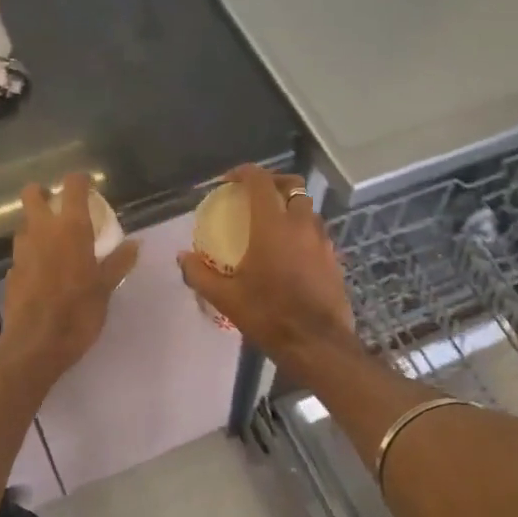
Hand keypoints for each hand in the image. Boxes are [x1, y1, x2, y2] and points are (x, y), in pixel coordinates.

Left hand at [0, 173, 138, 392]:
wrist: (35, 346)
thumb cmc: (78, 313)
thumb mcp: (106, 288)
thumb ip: (118, 262)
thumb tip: (135, 243)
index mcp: (70, 229)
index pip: (72, 187)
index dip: (79, 181)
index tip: (89, 186)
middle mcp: (41, 231)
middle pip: (32, 195)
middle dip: (44, 193)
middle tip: (61, 206)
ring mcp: (21, 251)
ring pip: (25, 224)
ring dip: (37, 224)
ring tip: (56, 241)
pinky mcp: (11, 272)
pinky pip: (22, 252)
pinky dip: (33, 253)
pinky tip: (45, 271)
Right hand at [177, 166, 358, 382]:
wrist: (317, 344)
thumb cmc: (268, 316)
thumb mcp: (226, 298)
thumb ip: (200, 274)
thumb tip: (183, 257)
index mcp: (272, 225)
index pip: (260, 181)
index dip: (243, 172)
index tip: (228, 181)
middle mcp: (301, 224)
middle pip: (292, 185)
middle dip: (272, 183)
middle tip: (254, 196)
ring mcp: (322, 241)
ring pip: (307, 209)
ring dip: (290, 207)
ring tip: (272, 226)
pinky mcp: (334, 259)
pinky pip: (317, 234)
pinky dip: (302, 232)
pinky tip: (290, 254)